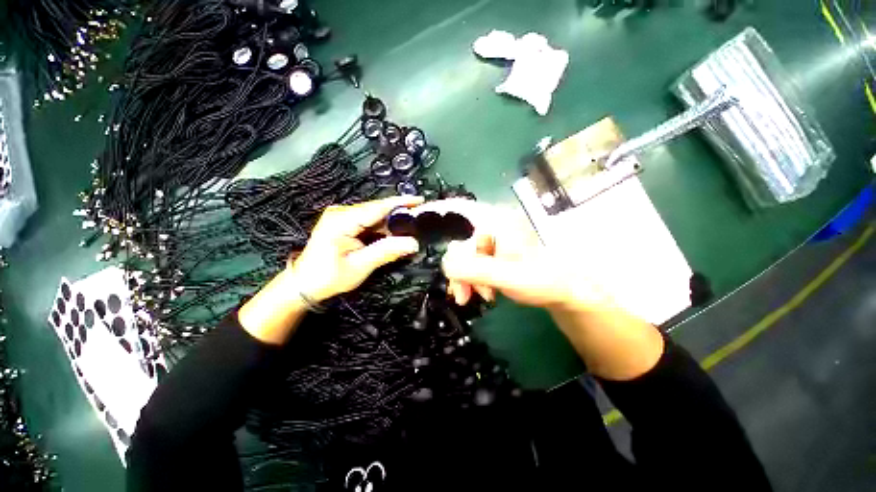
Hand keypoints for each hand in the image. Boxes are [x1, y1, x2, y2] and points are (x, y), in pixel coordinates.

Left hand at [289, 195, 423, 301]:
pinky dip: (383, 228)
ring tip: (412, 227)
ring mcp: (342, 216)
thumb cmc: (328, 277)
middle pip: (377, 209)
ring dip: (392, 222)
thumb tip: (413, 243)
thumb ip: (386, 252)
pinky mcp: (344, 223)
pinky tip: (394, 234)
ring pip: (374, 216)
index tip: (420, 200)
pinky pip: (369, 222)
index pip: (377, 207)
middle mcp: (342, 212)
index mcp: (342, 220)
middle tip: (421, 218)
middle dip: (399, 214)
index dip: (400, 203)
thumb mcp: (359, 266)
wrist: (304, 284)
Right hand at [431, 199, 605, 310]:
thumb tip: (446, 266)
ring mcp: (492, 242)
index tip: (416, 214)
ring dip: (465, 279)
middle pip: (460, 243)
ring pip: (465, 257)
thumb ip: (476, 270)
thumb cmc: (542, 279)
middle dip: (458, 271)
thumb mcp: (509, 276)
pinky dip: (472, 280)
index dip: (438, 210)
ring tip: (477, 298)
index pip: (462, 209)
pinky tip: (483, 293)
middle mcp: (492, 228)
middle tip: (462, 296)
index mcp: (497, 223)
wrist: (563, 291)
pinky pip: (472, 264)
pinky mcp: (493, 255)